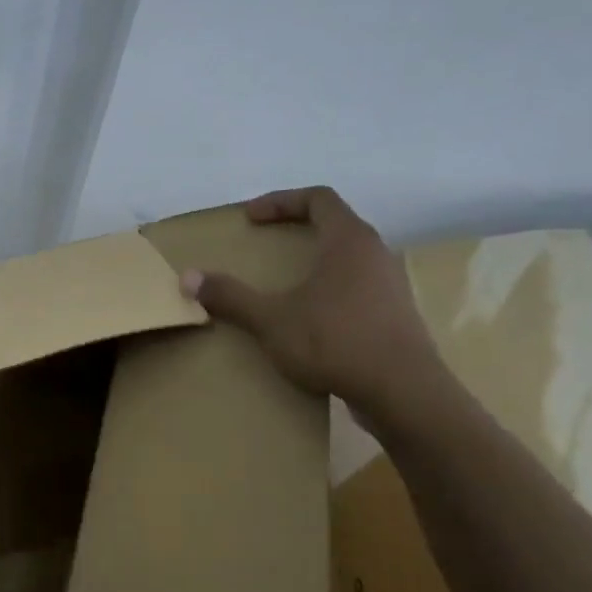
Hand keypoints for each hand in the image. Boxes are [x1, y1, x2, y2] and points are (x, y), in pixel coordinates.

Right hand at [180, 186, 442, 427]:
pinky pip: (357, 287)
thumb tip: (188, 278)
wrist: (403, 392)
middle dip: (297, 230)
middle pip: (336, 225)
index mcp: (349, 241)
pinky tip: (311, 319)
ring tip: (285, 283)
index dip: (281, 201)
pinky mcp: (395, 315)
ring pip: (349, 258)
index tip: (250, 218)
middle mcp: (375, 254)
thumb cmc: (335, 341)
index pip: (318, 199)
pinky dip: (330, 290)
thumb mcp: (271, 319)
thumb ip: (231, 296)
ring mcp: (390, 285)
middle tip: (265, 245)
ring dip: (315, 262)